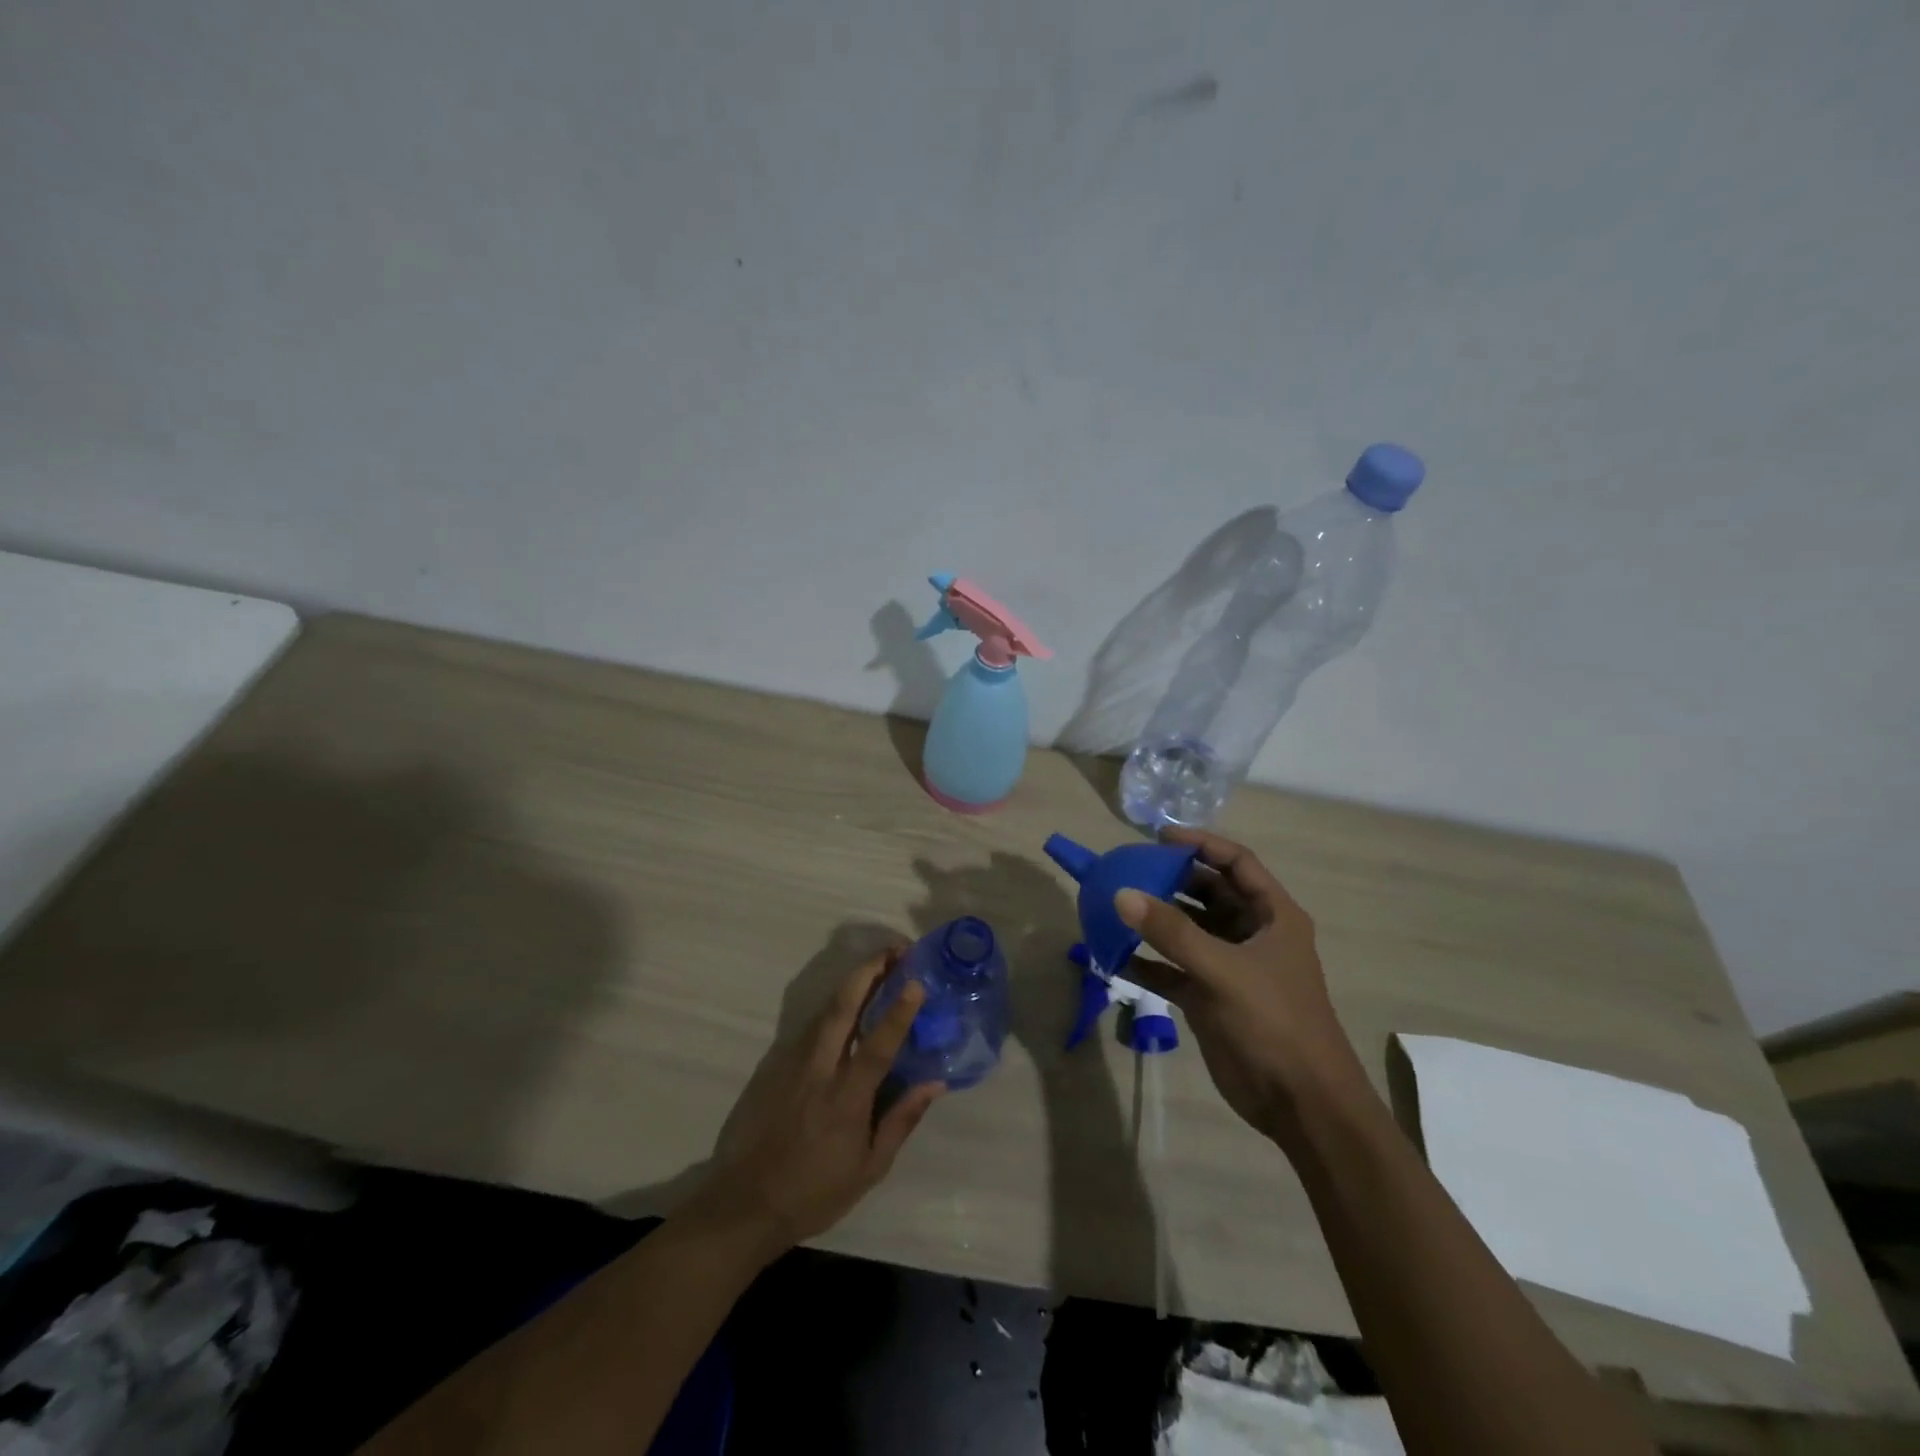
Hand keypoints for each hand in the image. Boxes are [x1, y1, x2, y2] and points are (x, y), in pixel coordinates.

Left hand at [686, 947, 944, 1255]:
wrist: (745, 1203)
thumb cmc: (815, 1191)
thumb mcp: (869, 1168)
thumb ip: (902, 1120)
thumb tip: (935, 1082)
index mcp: (846, 1098)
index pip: (877, 1044)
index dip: (898, 1011)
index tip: (916, 982)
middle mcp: (819, 1070)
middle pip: (843, 1007)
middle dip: (869, 971)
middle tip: (895, 949)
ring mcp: (793, 1063)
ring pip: (825, 1010)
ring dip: (852, 982)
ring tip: (878, 966)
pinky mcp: (775, 1065)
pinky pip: (810, 1026)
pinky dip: (834, 1007)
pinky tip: (848, 1004)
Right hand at [1117, 829, 1368, 1147]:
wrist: (1301, 1105)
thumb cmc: (1274, 1023)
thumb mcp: (1223, 970)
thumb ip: (1172, 931)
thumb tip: (1122, 893)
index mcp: (1273, 916)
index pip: (1237, 863)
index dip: (1201, 844)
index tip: (1159, 837)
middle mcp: (1252, 934)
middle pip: (1208, 892)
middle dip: (1171, 879)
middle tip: (1129, 869)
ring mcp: (1229, 966)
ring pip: (1187, 930)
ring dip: (1155, 920)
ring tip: (1115, 906)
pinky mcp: (1210, 997)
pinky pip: (1173, 968)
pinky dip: (1147, 961)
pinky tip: (1115, 955)